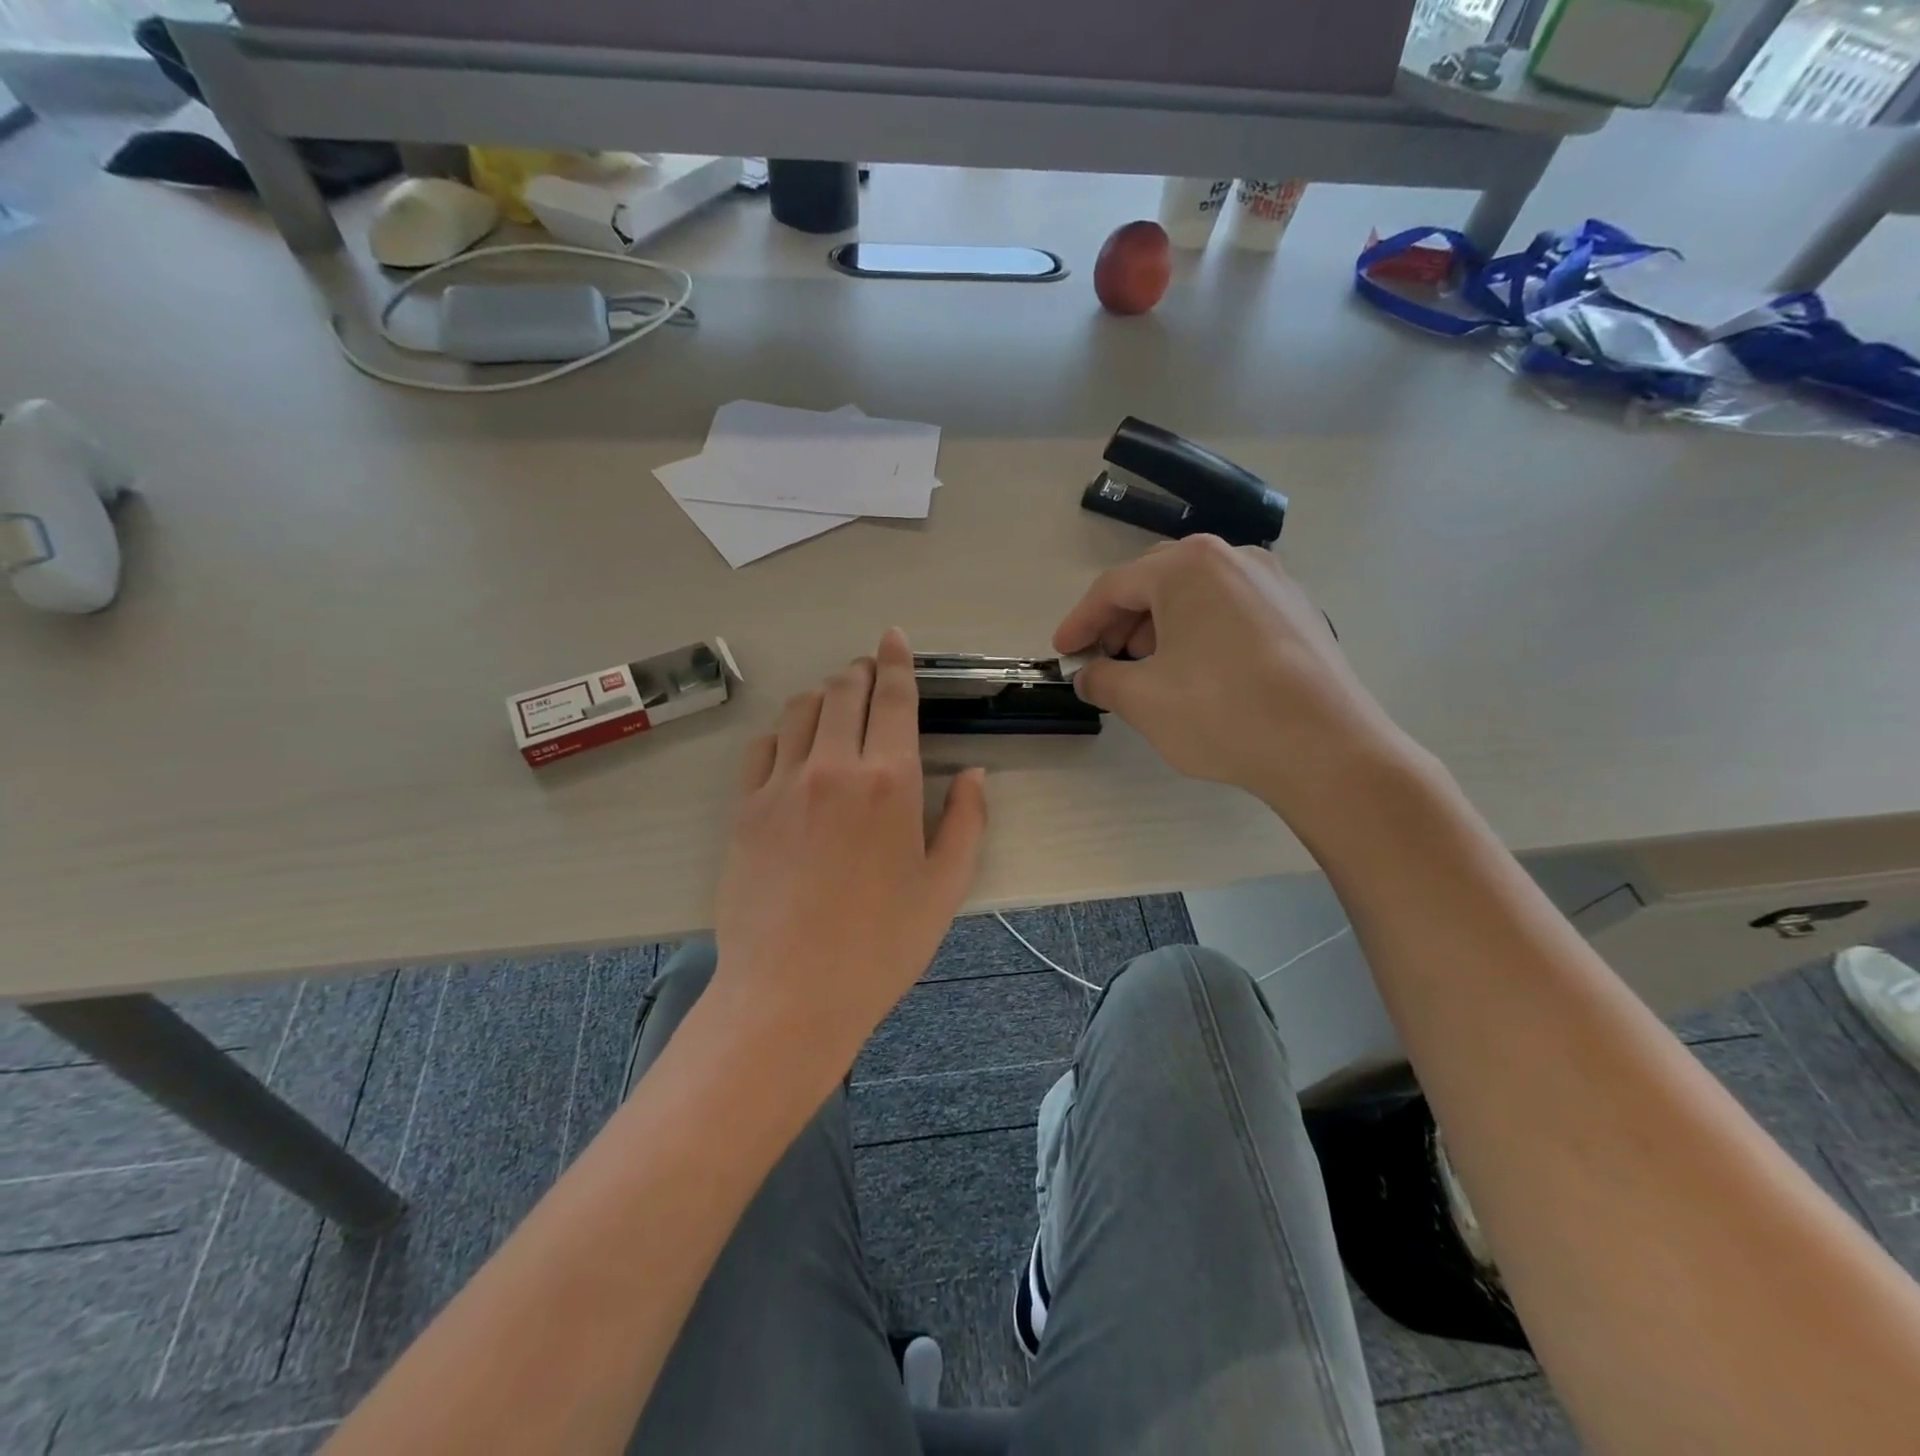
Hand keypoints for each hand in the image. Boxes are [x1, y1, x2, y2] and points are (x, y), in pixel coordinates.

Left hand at [711, 628, 988, 1088]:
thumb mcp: (945, 888)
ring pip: (799, 710)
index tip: (894, 638)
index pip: (893, 698)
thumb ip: (967, 822)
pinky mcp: (745, 808)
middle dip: (859, 671)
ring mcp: (782, 784)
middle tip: (868, 671)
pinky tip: (793, 749)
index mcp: (890, 781)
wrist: (791, 992)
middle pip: (843, 692)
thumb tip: (977, 775)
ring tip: (835, 705)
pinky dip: (783, 734)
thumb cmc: (882, 945)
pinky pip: (762, 747)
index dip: (896, 661)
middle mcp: (834, 767)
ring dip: (822, 696)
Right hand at [1053, 535, 1415, 838]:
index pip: (1115, 587)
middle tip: (1102, 658)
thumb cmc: (1221, 712)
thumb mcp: (1142, 699)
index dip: (1081, 621)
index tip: (1062, 652)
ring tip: (1147, 668)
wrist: (1326, 749)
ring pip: (1197, 596)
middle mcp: (1234, 558)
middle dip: (1121, 622)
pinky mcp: (1299, 613)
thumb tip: (1088, 676)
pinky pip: (1231, 612)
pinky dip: (1200, 633)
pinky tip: (1197, 671)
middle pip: (1157, 583)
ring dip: (1160, 627)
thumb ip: (1102, 679)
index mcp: (1189, 566)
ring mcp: (1274, 583)